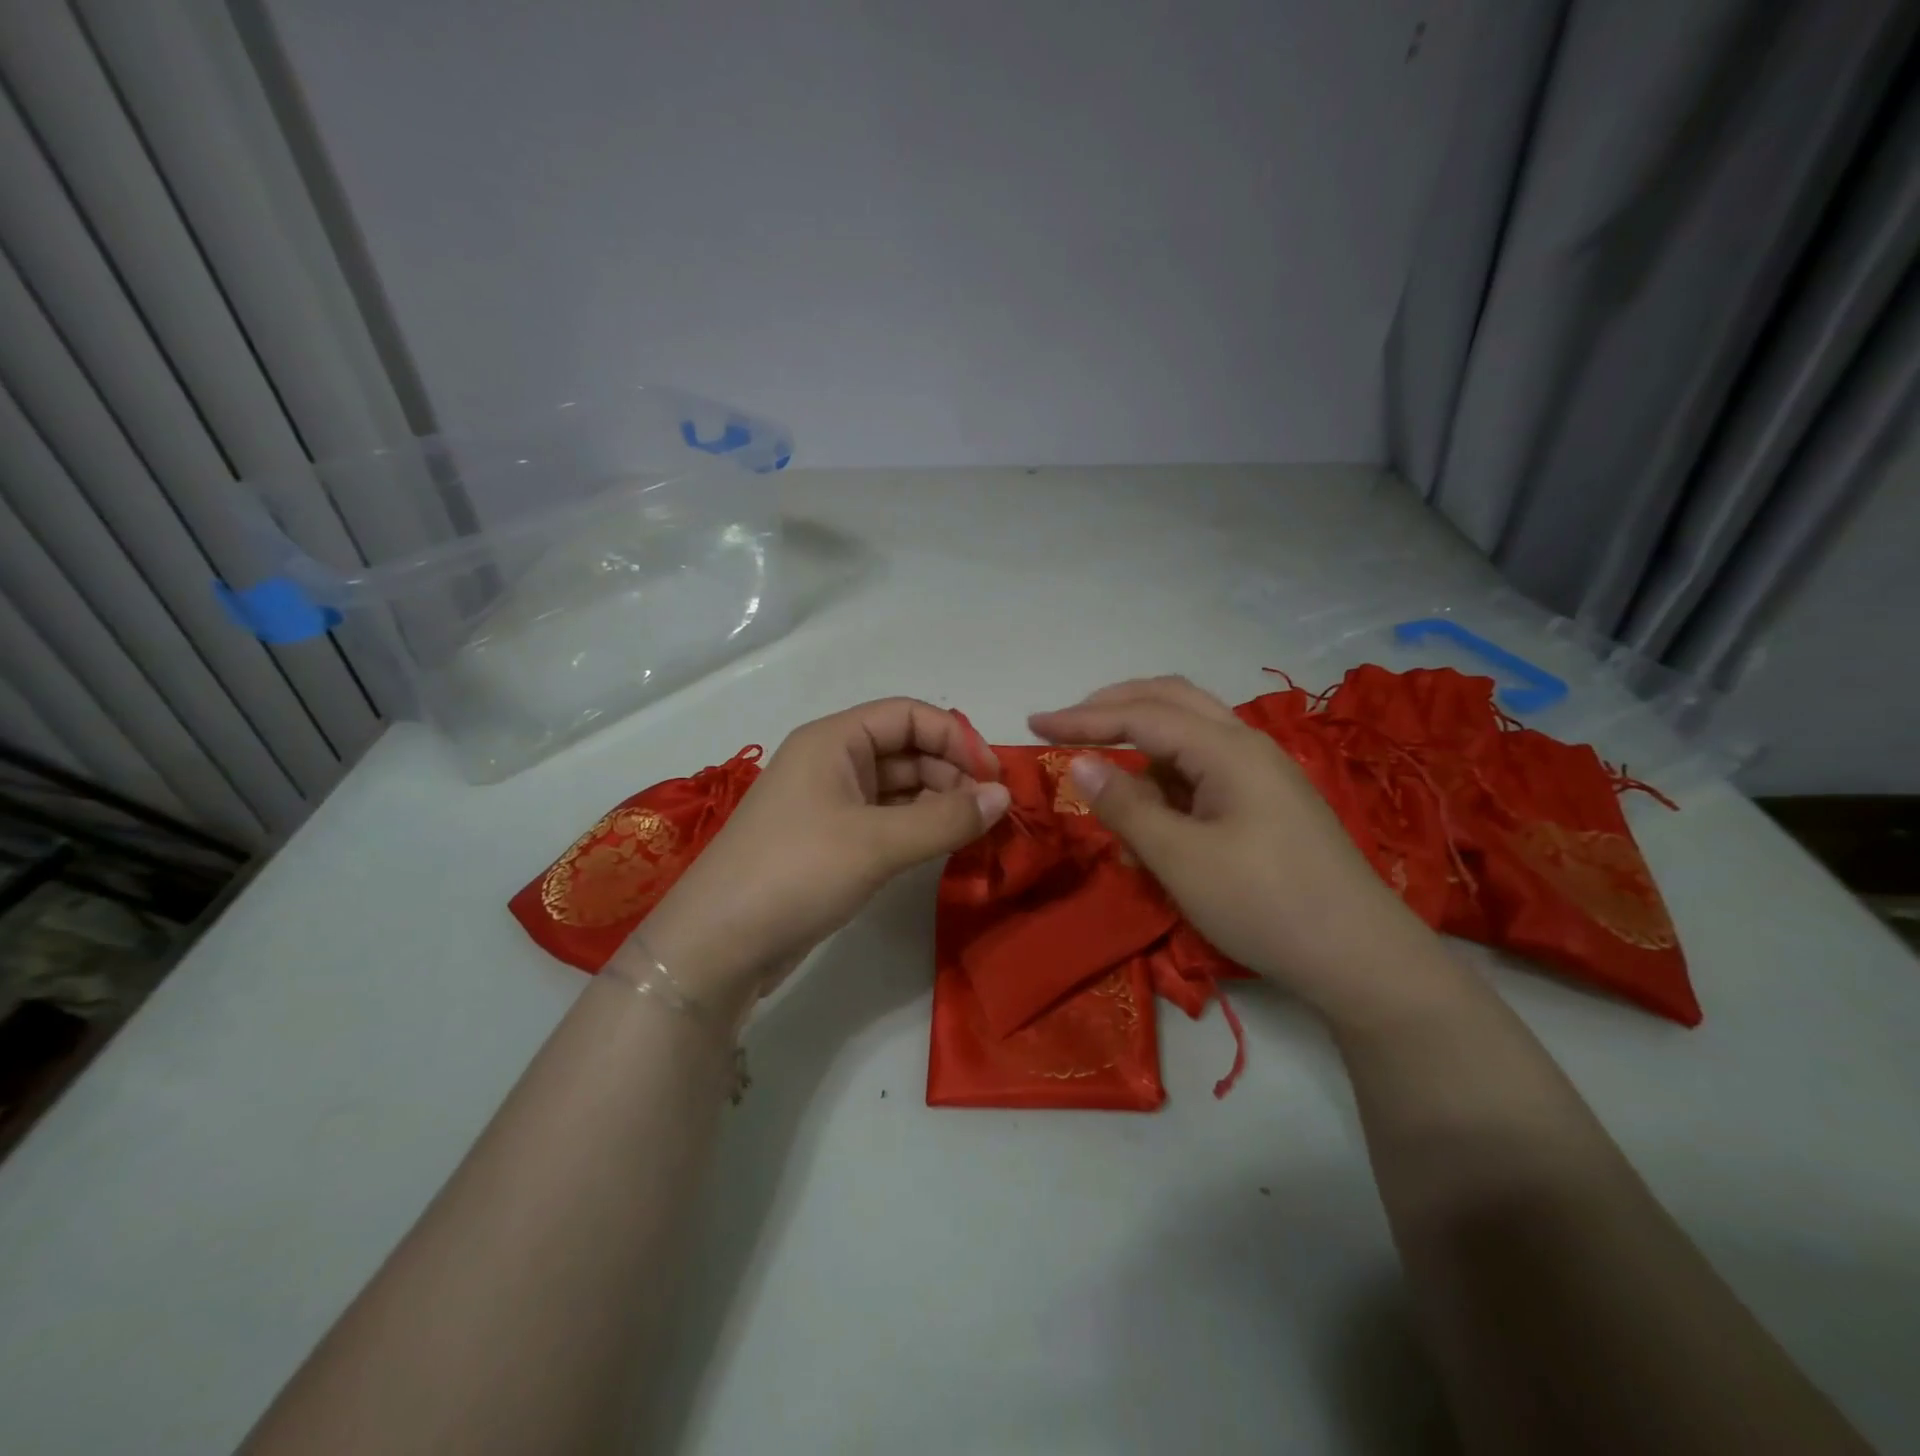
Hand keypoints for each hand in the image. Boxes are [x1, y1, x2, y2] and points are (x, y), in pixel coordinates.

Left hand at [630, 698, 1010, 1015]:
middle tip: (991, 813)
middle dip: (951, 774)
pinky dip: (918, 829)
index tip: (994, 777)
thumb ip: (946, 818)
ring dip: (938, 803)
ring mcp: (829, 804)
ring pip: (898, 789)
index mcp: (834, 740)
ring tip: (975, 833)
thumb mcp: (877, 843)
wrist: (717, 945)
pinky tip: (944, 848)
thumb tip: (1004, 797)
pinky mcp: (831, 843)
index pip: (908, 716)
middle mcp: (832, 763)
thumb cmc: (796, 872)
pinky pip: (886, 822)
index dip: (956, 738)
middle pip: (906, 750)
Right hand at [1029, 676, 1436, 1022]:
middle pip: (1170, 701)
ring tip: (1103, 790)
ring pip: (1187, 736)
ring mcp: (1259, 773)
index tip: (1032, 724)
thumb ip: (1127, 807)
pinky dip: (1166, 786)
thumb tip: (1078, 764)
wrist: (1361, 959)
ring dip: (1140, 750)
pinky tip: (1148, 827)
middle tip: (1065, 726)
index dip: (1082, 718)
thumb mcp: (1182, 860)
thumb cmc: (1266, 905)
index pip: (1141, 715)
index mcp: (1228, 749)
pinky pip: (1202, 774)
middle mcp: (1246, 745)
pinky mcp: (1264, 803)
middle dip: (1113, 708)